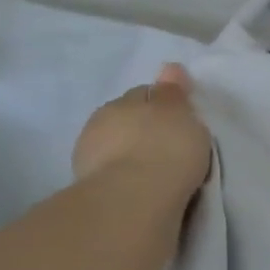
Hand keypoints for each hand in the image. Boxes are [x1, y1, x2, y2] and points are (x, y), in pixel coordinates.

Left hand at [72, 63, 212, 199]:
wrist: (133, 201)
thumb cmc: (165, 150)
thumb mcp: (181, 114)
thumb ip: (174, 93)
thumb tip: (170, 67)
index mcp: (124, 100)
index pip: (145, 94)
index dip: (162, 106)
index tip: (178, 122)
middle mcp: (102, 122)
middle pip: (128, 120)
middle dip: (143, 130)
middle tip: (168, 148)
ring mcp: (90, 157)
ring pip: (117, 148)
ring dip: (130, 155)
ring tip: (154, 174)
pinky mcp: (88, 189)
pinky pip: (113, 176)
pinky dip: (125, 179)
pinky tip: (141, 190)